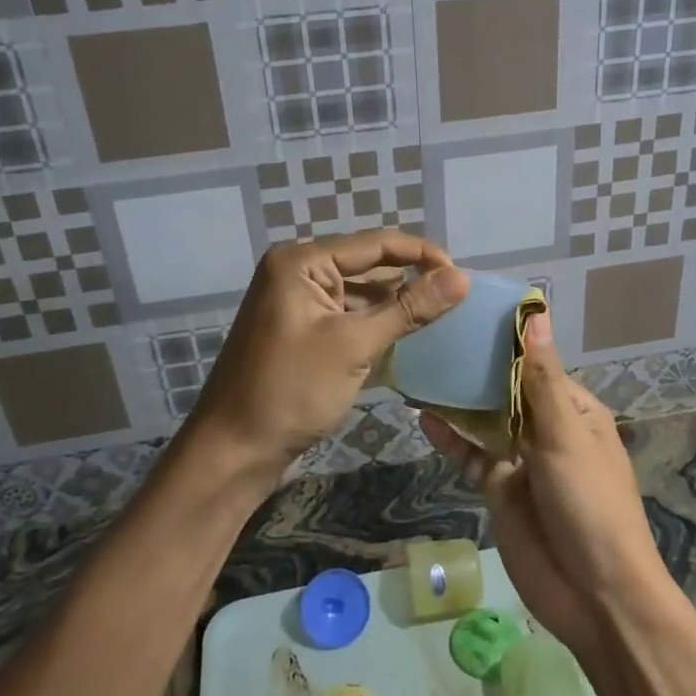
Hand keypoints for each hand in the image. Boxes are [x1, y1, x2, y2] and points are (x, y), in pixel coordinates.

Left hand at [189, 229, 468, 484]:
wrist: (233, 451)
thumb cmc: (291, 391)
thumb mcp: (354, 345)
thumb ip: (409, 308)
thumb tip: (462, 278)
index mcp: (301, 261)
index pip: (375, 244)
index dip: (422, 254)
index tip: (463, 275)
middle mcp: (296, 271)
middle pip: (367, 265)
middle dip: (409, 280)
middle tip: (455, 298)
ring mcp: (296, 302)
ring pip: (359, 293)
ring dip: (394, 304)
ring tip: (440, 316)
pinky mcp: (300, 330)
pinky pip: (346, 315)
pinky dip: (374, 324)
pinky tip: (406, 336)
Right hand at [419, 312, 667, 662]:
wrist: (595, 597)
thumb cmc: (590, 505)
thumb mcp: (565, 437)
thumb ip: (541, 379)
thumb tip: (538, 314)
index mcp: (574, 412)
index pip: (536, 363)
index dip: (507, 340)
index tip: (470, 311)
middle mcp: (548, 429)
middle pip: (507, 390)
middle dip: (477, 368)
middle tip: (434, 334)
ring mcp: (522, 460)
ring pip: (485, 421)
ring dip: (458, 400)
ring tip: (422, 368)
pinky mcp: (500, 489)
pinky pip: (471, 456)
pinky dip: (450, 438)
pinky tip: (423, 417)